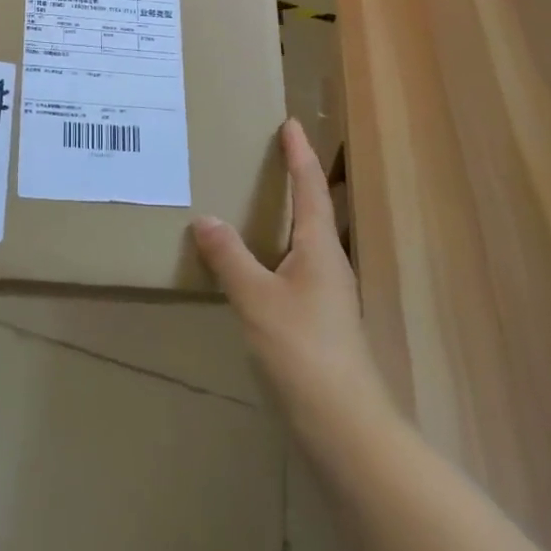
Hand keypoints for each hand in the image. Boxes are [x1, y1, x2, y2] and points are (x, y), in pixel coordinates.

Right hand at [192, 120, 387, 427]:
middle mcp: (328, 264)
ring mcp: (326, 295)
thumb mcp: (257, 298)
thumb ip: (230, 257)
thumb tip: (205, 219)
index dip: (299, 155)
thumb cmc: (303, 350)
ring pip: (303, 241)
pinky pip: (292, 268)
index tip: (290, 123)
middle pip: (312, 211)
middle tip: (268, 155)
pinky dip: (272, 251)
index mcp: (319, 248)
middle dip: (294, 180)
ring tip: (254, 202)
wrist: (344, 427)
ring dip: (284, 216)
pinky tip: (252, 264)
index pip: (309, 188)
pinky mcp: (317, 322)